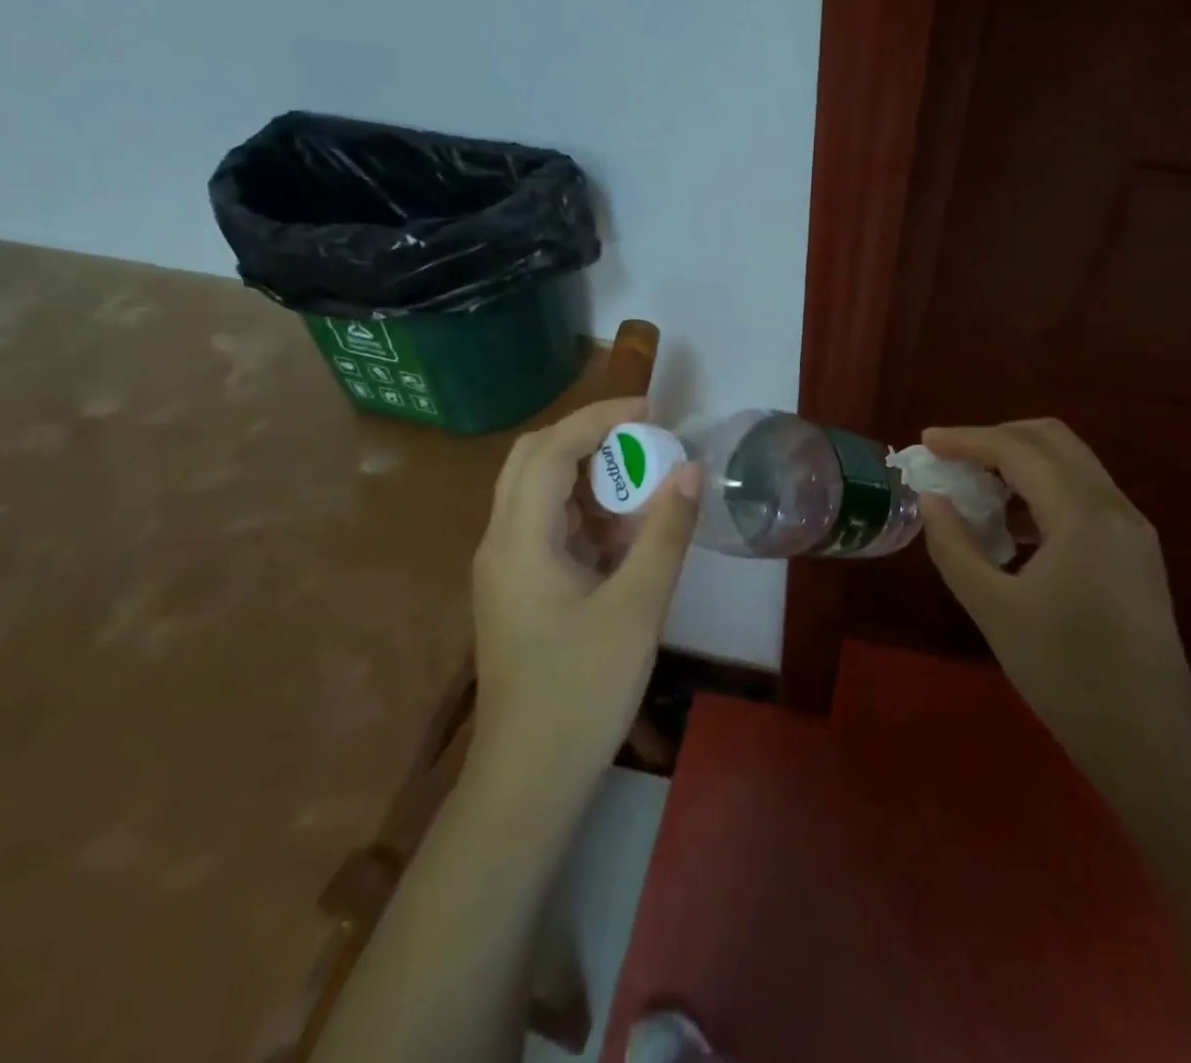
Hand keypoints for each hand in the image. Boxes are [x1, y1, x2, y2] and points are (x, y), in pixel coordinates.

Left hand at [469, 397, 700, 802]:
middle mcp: (500, 542)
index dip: (600, 418)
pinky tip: (623, 534)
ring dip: (586, 475)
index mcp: (519, 540)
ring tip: (642, 481)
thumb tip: (690, 470)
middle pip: (533, 460)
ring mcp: (504, 568)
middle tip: (643, 437)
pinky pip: (546, 528)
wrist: (529, 782)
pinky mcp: (516, 590)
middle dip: (588, 437)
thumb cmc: (581, 692)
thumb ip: (664, 533)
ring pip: (537, 493)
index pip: (551, 450)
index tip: (651, 409)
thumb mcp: (637, 608)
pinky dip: (583, 513)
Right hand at [920, 419, 1190, 794]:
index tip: (926, 442)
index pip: (1017, 450)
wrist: (1151, 743)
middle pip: (1052, 440)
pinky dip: (1043, 490)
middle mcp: (1114, 507)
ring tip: (975, 489)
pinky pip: (1083, 495)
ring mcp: (1132, 529)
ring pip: (1071, 464)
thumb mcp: (993, 608)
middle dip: (996, 439)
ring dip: (1021, 463)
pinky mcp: (1135, 552)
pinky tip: (1012, 526)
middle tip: (952, 459)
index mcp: (1082, 515)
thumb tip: (931, 499)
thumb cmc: (1066, 674)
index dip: (966, 439)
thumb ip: (954, 545)